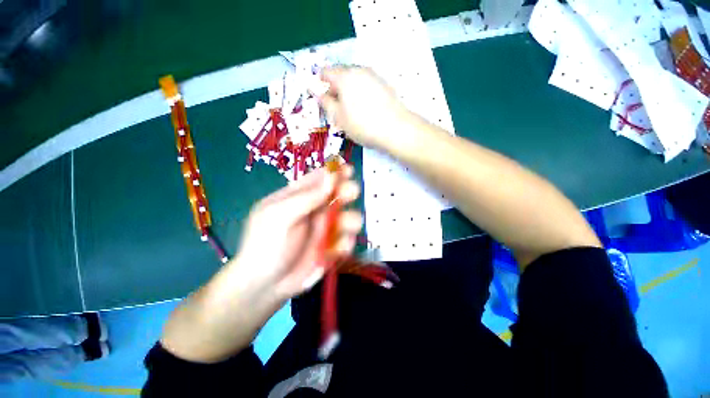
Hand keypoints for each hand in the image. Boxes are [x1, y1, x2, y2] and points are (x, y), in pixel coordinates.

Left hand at [236, 165, 361, 300]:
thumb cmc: (266, 244)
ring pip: (348, 216)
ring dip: (351, 220)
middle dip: (348, 191)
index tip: (348, 169)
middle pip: (338, 194)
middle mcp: (315, 210)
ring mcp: (325, 229)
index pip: (319, 178)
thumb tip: (331, 176)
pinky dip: (346, 243)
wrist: (265, 286)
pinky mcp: (332, 247)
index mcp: (298, 197)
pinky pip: (347, 240)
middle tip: (351, 193)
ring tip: (345, 228)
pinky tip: (336, 251)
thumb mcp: (280, 216)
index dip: (335, 172)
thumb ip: (307, 196)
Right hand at [319, 67, 411, 149]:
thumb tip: (318, 93)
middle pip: (341, 74)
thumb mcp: (339, 117)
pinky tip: (365, 109)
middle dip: (336, 88)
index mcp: (344, 76)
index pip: (326, 72)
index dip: (320, 84)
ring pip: (355, 80)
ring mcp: (374, 76)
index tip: (323, 99)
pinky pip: (367, 85)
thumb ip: (326, 103)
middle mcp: (359, 71)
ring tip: (352, 111)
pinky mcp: (385, 85)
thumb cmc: (363, 124)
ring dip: (349, 91)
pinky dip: (361, 94)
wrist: (396, 129)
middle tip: (337, 108)